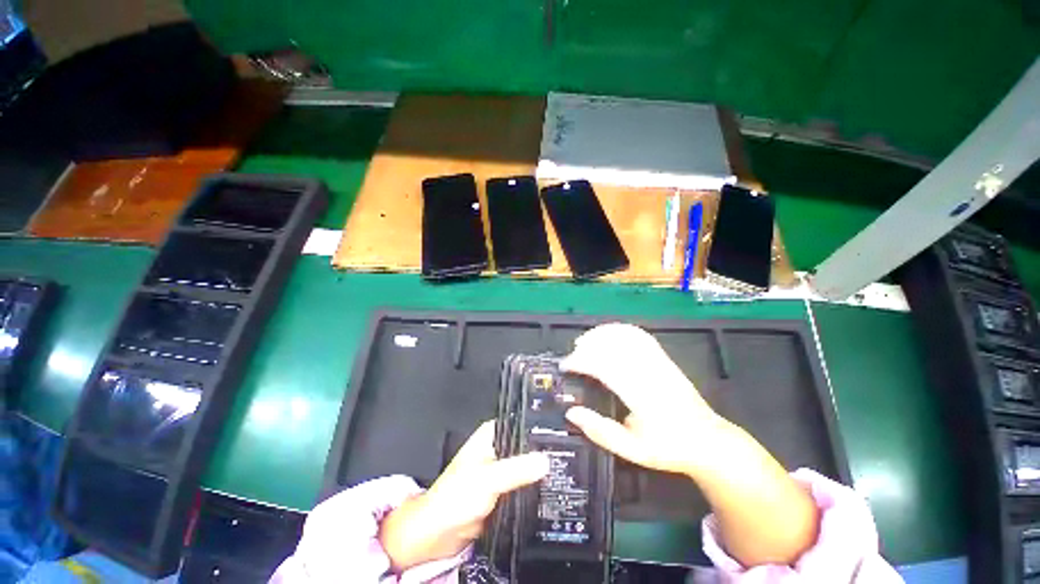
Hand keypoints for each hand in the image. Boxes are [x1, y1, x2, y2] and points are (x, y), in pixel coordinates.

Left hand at [379, 420, 549, 571]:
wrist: (438, 534)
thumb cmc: (453, 498)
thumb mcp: (488, 479)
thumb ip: (516, 469)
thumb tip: (546, 460)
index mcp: (491, 434)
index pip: (520, 423)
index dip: (540, 428)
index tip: (562, 432)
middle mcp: (497, 447)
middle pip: (526, 445)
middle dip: (543, 451)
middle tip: (567, 453)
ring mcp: (501, 469)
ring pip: (526, 465)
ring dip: (539, 470)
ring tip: (564, 469)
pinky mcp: (503, 490)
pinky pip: (524, 483)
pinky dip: (534, 486)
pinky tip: (550, 487)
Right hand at [563, 324, 820, 565]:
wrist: (708, 441)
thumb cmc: (668, 448)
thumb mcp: (631, 450)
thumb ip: (599, 431)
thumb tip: (571, 412)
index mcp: (641, 396)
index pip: (604, 367)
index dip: (581, 362)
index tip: (566, 366)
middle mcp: (650, 373)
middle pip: (613, 346)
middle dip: (587, 345)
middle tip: (572, 355)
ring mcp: (660, 362)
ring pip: (626, 336)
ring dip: (602, 334)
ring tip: (585, 341)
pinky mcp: (664, 358)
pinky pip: (640, 336)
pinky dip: (620, 330)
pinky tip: (608, 335)